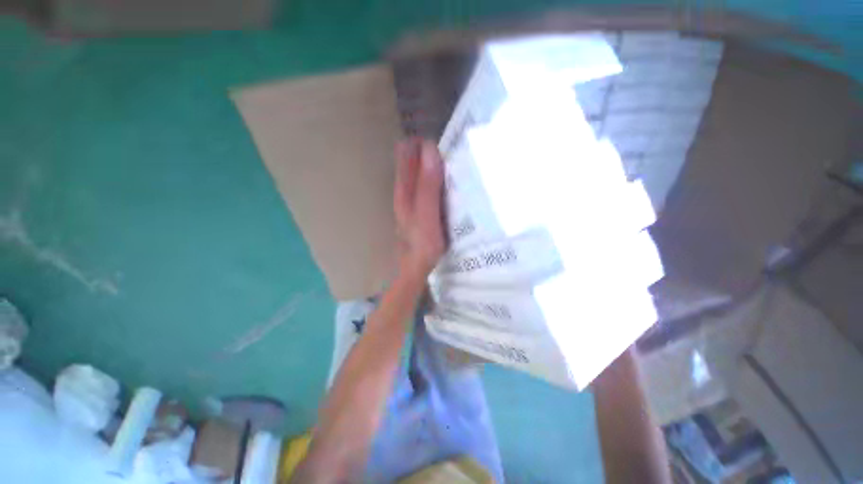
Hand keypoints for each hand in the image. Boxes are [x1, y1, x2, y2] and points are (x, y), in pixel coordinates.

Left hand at [394, 138, 445, 280]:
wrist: (416, 266)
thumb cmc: (422, 242)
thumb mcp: (426, 213)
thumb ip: (428, 184)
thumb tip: (430, 149)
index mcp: (404, 188)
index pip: (408, 153)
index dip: (422, 141)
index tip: (442, 137)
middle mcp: (405, 190)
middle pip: (412, 160)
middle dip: (428, 149)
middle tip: (452, 146)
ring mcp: (413, 199)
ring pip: (420, 171)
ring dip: (433, 162)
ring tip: (453, 157)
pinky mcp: (421, 207)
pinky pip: (427, 184)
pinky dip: (436, 176)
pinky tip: (448, 179)